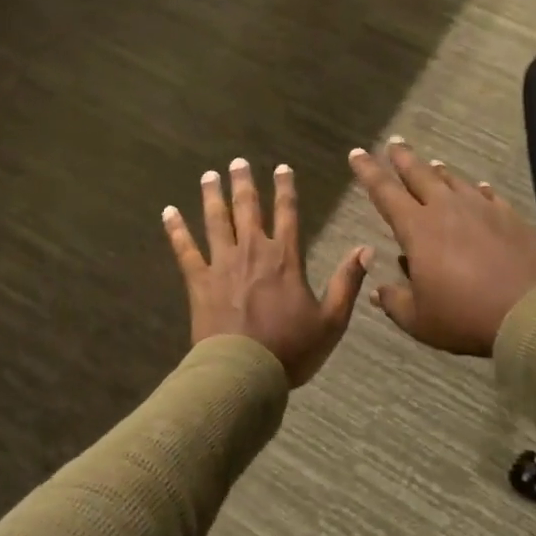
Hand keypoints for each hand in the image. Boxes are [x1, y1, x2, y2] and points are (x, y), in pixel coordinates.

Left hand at [163, 158, 372, 388]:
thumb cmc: (291, 350)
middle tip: (238, 162)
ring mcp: (222, 264)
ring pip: (216, 221)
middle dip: (244, 183)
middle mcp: (253, 251)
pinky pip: (185, 249)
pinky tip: (168, 211)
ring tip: (209, 175)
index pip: (288, 213)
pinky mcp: (199, 281)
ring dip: (212, 196)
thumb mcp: (332, 321)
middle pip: (248, 209)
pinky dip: (176, 229)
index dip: (286, 188)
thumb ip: (347, 282)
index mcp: (285, 259)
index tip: (281, 168)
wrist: (244, 373)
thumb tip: (366, 249)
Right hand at [348, 139, 535, 356]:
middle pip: (419, 174)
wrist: (530, 311)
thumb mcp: (419, 320)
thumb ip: (394, 302)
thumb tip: (377, 290)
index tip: (357, 153)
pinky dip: (477, 190)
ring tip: (431, 164)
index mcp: (418, 229)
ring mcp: (481, 209)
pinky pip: (488, 195)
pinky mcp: (510, 217)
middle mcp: (446, 209)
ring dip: (438, 172)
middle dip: (402, 158)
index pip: (385, 192)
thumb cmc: (464, 316)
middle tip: (394, 143)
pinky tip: (478, 188)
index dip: (368, 171)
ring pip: (453, 181)